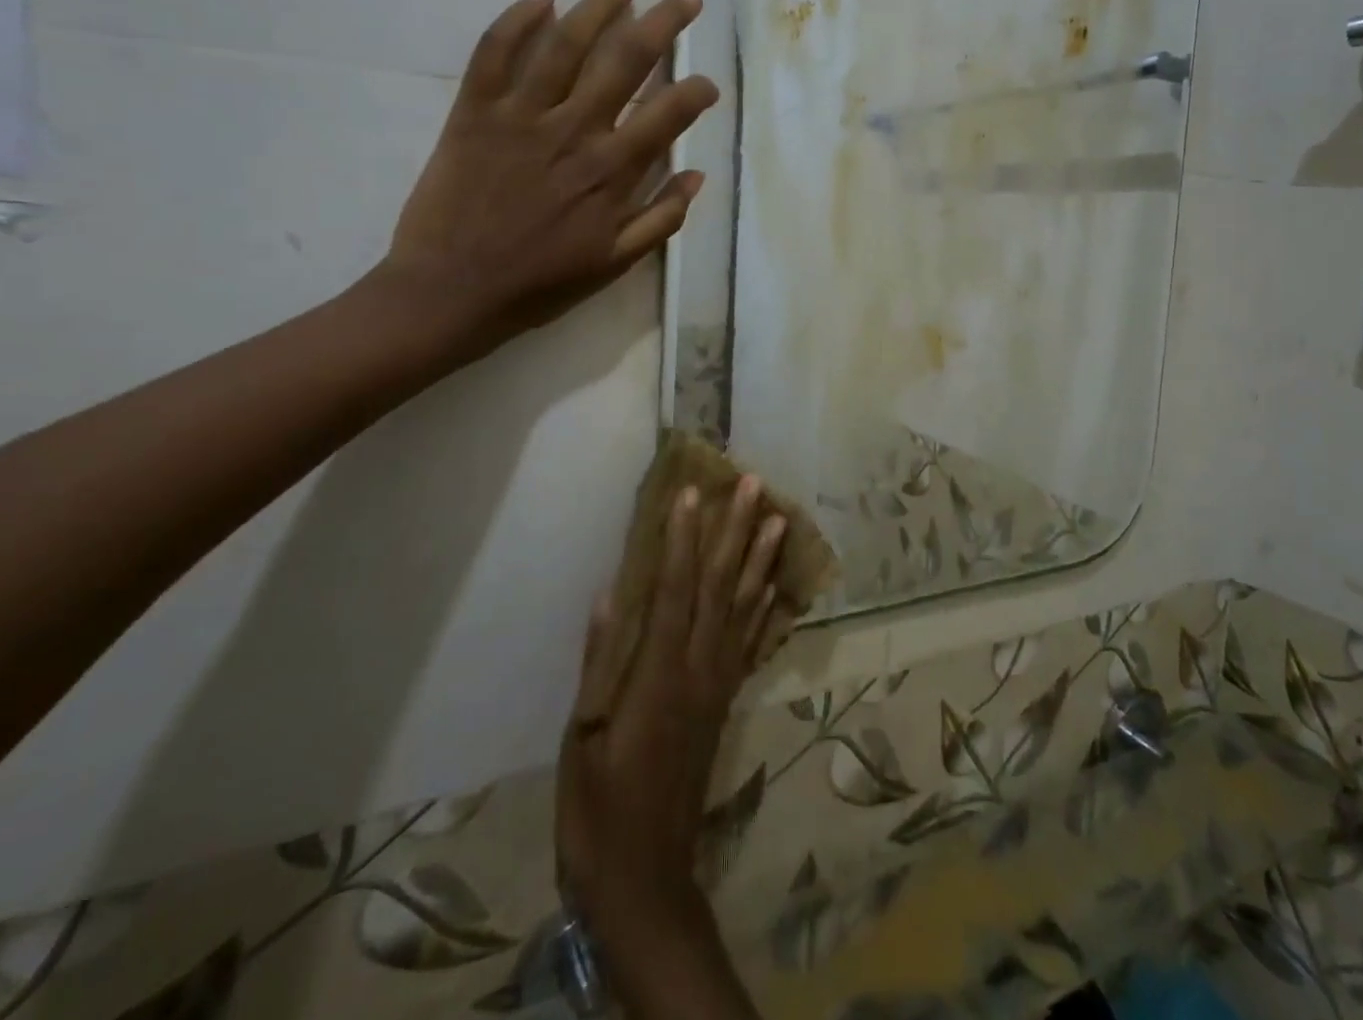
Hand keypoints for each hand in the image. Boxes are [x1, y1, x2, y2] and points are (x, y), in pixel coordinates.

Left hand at [370, 0, 717, 366]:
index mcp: (611, 172)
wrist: (450, 292)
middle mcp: (573, 132)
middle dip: (663, 24)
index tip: (708, 83)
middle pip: (625, 61)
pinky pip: (494, 53)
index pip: (667, 114)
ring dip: (598, 8)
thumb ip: (660, 219)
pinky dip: (516, 20)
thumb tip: (696, 175)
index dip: (696, 91)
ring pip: (565, 44)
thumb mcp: (613, 264)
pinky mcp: (473, 112)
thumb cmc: (538, 285)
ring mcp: (521, 117)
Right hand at [556, 479, 792, 940]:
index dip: (683, 538)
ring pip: (745, 608)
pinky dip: (765, 609)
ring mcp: (718, 684)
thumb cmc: (598, 808)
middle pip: (721, 586)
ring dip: (760, 560)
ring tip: (779, 519)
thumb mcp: (583, 736)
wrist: (645, 878)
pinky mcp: (725, 702)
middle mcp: (699, 668)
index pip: (675, 588)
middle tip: (755, 485)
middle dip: (736, 531)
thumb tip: (612, 593)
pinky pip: (751, 643)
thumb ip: (600, 661)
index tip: (693, 492)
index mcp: (659, 673)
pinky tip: (774, 586)